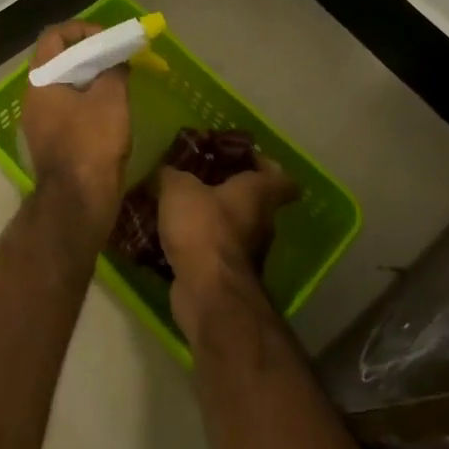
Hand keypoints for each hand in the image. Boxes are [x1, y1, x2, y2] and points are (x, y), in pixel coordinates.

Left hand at [20, 22, 131, 227]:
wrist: (78, 201)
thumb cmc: (92, 143)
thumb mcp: (111, 98)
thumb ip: (114, 69)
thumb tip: (116, 59)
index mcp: (41, 79)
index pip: (54, 36)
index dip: (82, 29)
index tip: (107, 40)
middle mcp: (33, 96)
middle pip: (58, 59)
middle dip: (89, 54)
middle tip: (116, 59)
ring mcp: (38, 120)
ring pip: (63, 85)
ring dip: (89, 78)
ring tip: (117, 82)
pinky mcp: (49, 139)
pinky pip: (66, 107)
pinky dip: (86, 100)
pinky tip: (110, 109)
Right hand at [158, 156, 296, 321]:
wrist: (207, 291)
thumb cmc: (203, 227)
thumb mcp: (179, 188)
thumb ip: (174, 174)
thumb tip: (168, 171)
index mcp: (258, 193)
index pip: (279, 175)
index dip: (264, 163)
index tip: (242, 157)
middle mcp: (261, 221)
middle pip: (253, 200)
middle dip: (227, 190)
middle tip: (197, 178)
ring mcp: (248, 253)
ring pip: (233, 227)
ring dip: (212, 219)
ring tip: (179, 208)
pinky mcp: (229, 275)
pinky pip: (215, 251)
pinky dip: (199, 245)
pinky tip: (172, 237)